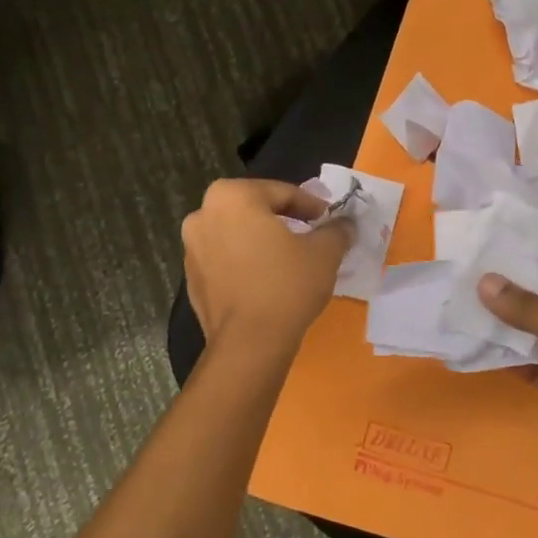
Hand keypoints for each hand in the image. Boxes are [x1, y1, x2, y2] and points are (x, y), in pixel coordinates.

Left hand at [182, 178, 353, 356]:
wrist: (249, 344)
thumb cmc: (287, 285)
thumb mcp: (325, 252)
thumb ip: (336, 230)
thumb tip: (345, 224)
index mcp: (232, 196)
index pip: (282, 192)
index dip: (311, 205)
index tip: (329, 219)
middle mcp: (203, 214)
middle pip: (255, 210)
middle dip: (283, 220)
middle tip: (311, 234)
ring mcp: (192, 249)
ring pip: (237, 234)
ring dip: (262, 240)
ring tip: (290, 259)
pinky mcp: (191, 280)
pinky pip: (225, 260)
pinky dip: (246, 263)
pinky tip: (268, 280)